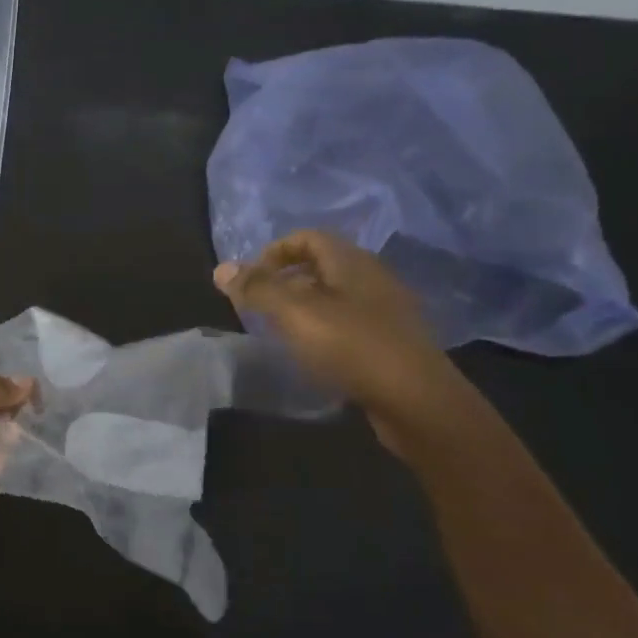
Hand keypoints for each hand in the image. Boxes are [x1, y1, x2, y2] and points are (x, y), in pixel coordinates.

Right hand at [214, 231, 471, 450]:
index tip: (250, 279)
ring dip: (304, 306)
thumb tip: (221, 268)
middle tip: (259, 305)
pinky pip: (349, 322)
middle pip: (323, 265)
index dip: (274, 251)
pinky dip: (324, 329)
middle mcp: (373, 278)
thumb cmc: (352, 347)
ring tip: (280, 331)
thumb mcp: (295, 314)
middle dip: (286, 279)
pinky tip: (312, 354)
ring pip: (336, 295)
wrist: (416, 401)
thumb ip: (258, 289)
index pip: (308, 237)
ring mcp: (386, 311)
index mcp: (352, 262)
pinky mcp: (391, 342)